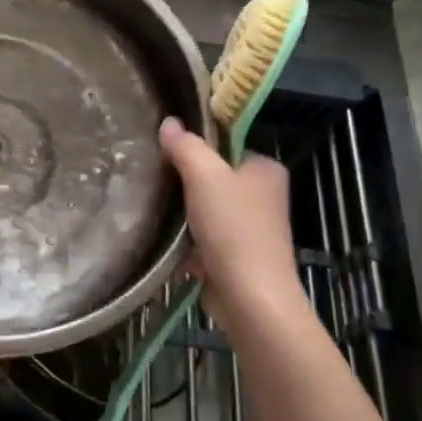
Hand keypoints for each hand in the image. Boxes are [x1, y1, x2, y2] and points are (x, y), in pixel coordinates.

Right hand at [159, 117, 313, 351]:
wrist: (250, 298)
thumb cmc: (233, 229)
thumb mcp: (205, 176)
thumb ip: (186, 146)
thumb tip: (169, 122)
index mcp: (266, 169)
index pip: (227, 145)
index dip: (197, 146)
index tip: (166, 152)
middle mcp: (265, 196)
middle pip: (215, 177)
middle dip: (186, 183)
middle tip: (156, 180)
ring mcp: (253, 229)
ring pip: (208, 209)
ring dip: (184, 215)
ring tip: (156, 209)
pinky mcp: (239, 257)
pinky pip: (206, 239)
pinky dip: (189, 243)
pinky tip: (167, 243)